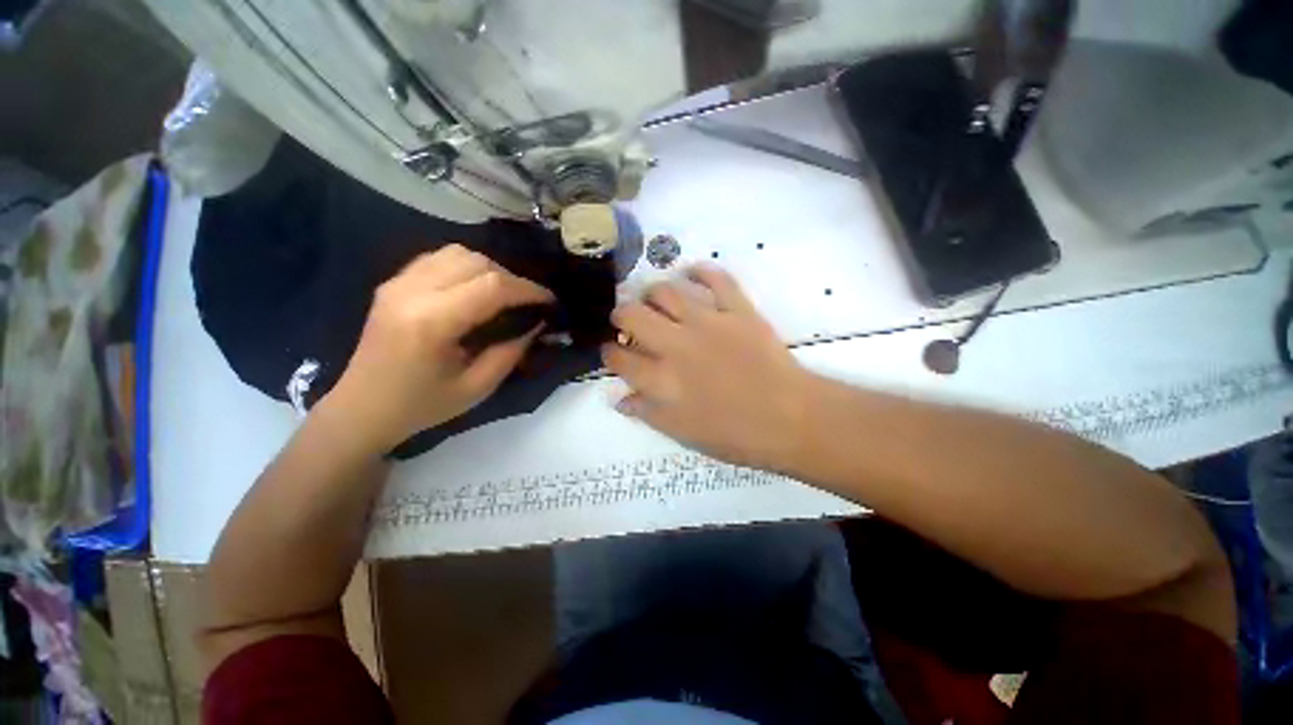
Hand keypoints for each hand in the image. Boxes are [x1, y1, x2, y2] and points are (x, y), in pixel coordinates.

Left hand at [324, 245, 553, 452]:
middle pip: (477, 262)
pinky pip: (439, 258)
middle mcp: (412, 292)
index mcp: (432, 322)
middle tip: (528, 302)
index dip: (528, 289)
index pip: (491, 286)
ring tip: (504, 295)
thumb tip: (538, 324)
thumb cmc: (422, 405)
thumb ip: (511, 351)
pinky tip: (475, 288)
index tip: (550, 301)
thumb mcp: (478, 387)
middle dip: (512, 279)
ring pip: (458, 253)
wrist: (362, 408)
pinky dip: (466, 267)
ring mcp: (398, 283)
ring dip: (490, 269)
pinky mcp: (393, 283)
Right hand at [603, 266, 812, 471]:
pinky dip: (700, 270)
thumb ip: (647, 412)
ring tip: (652, 299)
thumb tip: (620, 397)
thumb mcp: (683, 433)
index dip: (610, 353)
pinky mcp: (738, 309)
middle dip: (621, 315)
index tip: (613, 352)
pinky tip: (689, 272)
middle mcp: (676, 345)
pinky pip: (716, 278)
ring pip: (666, 291)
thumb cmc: (735, 434)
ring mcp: (708, 323)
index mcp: (662, 380)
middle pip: (632, 315)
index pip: (620, 358)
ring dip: (651, 293)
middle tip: (626, 320)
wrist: (791, 418)